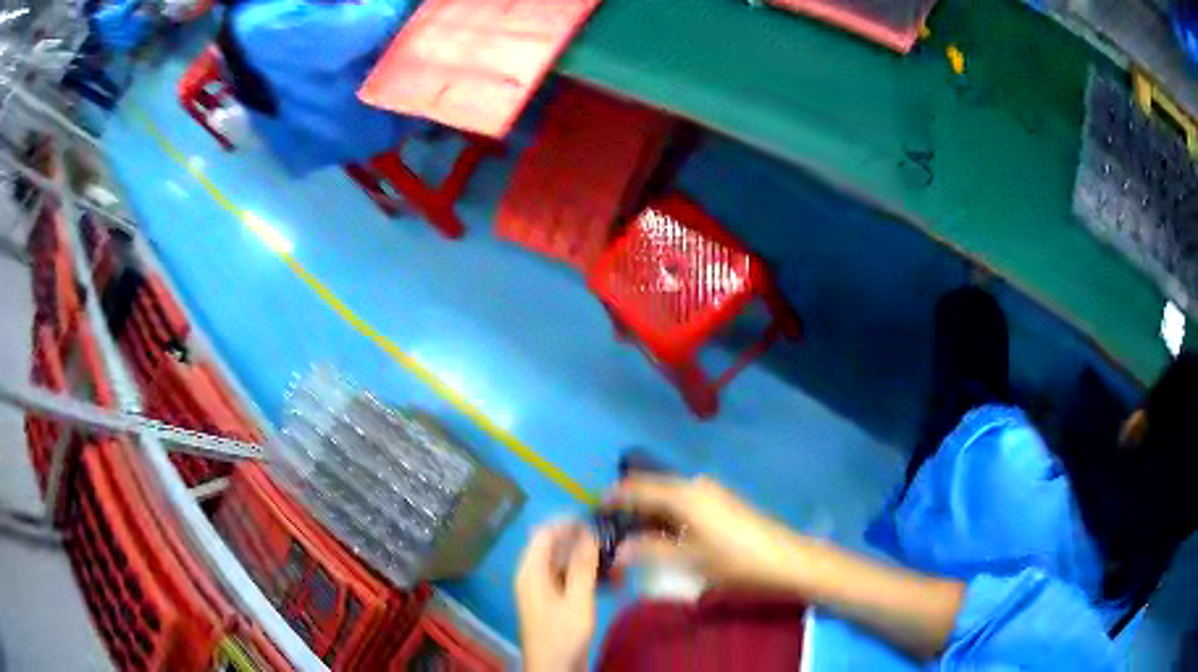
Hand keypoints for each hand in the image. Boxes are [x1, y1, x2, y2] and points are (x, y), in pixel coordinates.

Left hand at [515, 522, 598, 671]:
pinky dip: (588, 574)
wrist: (554, 668)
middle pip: (555, 546)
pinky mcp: (555, 600)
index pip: (545, 533)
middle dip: (583, 540)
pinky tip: (613, 577)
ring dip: (589, 558)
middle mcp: (534, 575)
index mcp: (531, 571)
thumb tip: (588, 532)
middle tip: (613, 540)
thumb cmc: (562, 634)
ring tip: (618, 558)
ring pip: (565, 562)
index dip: (569, 523)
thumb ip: (582, 566)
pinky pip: (570, 578)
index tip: (598, 521)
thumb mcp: (577, 600)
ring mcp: (544, 588)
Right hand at [609, 475, 798, 587]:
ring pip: (669, 498)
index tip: (594, 509)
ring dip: (650, 514)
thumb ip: (651, 552)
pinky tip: (665, 538)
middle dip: (631, 508)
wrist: (787, 559)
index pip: (638, 489)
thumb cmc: (736, 560)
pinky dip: (668, 517)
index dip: (614, 497)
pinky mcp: (722, 502)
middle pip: (653, 490)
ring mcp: (711, 492)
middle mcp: (695, 486)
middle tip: (612, 531)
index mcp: (684, 495)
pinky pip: (684, 503)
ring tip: (634, 539)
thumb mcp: (690, 561)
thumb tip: (619, 550)